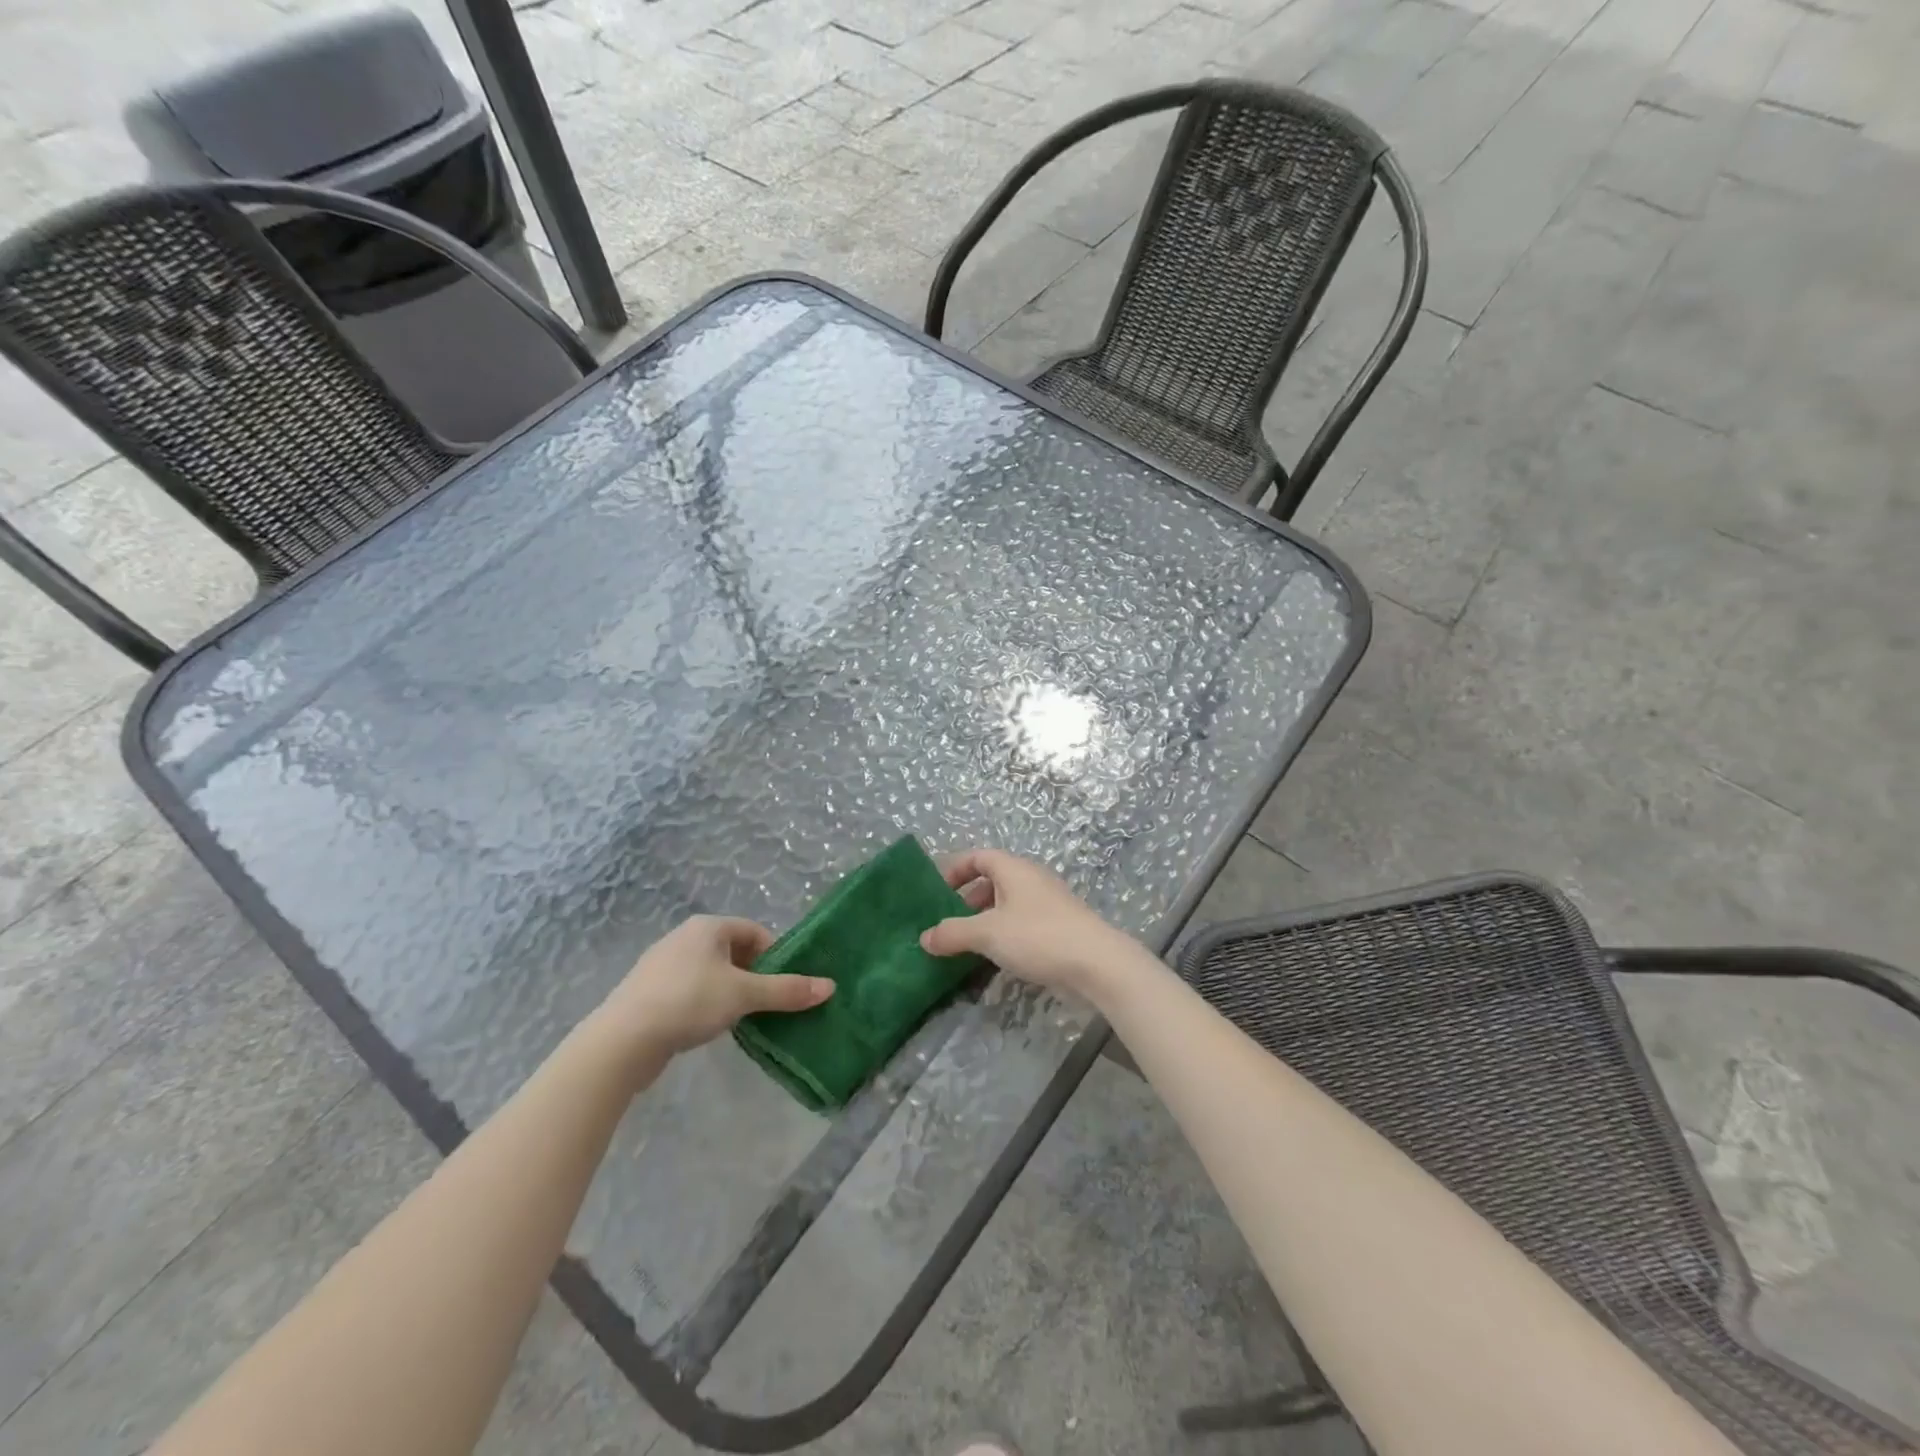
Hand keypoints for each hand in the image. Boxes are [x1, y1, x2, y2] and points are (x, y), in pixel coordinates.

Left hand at [591, 916, 833, 1061]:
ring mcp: (662, 964)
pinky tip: (707, 1027)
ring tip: (741, 1018)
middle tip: (766, 1004)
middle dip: (753, 976)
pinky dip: (705, 1004)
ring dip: (730, 991)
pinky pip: (689, 990)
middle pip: (733, 951)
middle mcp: (684, 937)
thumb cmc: (689, 1002)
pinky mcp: (648, 992)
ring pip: (711, 972)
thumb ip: (787, 990)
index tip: (783, 985)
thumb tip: (830, 986)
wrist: (622, 1040)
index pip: (755, 932)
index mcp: (708, 927)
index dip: (774, 956)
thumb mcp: (744, 995)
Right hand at [919, 849, 1135, 998]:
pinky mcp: (1059, 926)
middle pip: (993, 880)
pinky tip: (997, 957)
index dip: (955, 869)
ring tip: (968, 944)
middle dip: (968, 899)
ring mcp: (1048, 902)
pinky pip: (1022, 922)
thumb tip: (924, 937)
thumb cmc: (1038, 936)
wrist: (1097, 963)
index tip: (936, 892)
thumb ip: (953, 933)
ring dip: (986, 919)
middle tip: (949, 923)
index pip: (979, 856)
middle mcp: (1031, 879)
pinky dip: (1005, 933)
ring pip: (1008, 903)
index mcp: (1014, 869)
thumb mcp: (988, 934)